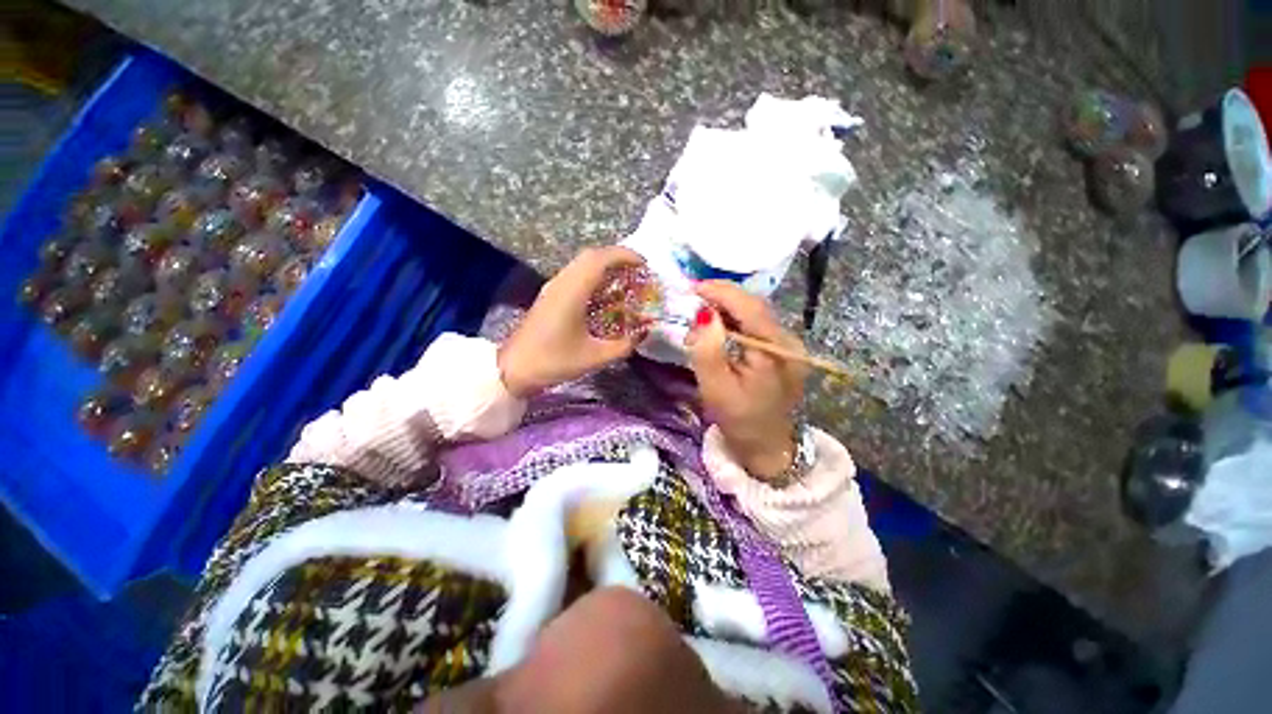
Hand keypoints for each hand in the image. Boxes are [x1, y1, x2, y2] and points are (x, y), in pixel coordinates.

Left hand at [498, 246, 646, 397]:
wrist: (514, 369)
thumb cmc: (554, 361)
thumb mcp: (595, 358)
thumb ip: (624, 345)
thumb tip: (643, 333)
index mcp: (572, 292)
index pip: (600, 259)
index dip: (625, 256)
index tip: (644, 265)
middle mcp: (562, 282)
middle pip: (591, 256)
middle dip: (617, 258)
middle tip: (637, 272)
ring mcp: (553, 287)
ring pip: (582, 264)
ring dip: (605, 267)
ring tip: (625, 281)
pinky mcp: (550, 296)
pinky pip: (575, 275)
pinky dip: (594, 277)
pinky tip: (604, 295)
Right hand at [686, 281, 807, 478]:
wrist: (769, 447)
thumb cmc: (740, 420)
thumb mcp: (716, 389)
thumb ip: (707, 350)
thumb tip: (702, 314)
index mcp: (775, 352)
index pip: (750, 307)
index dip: (721, 292)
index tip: (693, 288)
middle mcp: (789, 342)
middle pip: (755, 306)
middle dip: (723, 297)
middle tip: (693, 298)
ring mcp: (789, 346)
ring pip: (756, 314)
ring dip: (728, 309)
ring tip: (701, 313)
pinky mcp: (783, 352)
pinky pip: (757, 326)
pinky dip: (736, 321)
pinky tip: (719, 327)